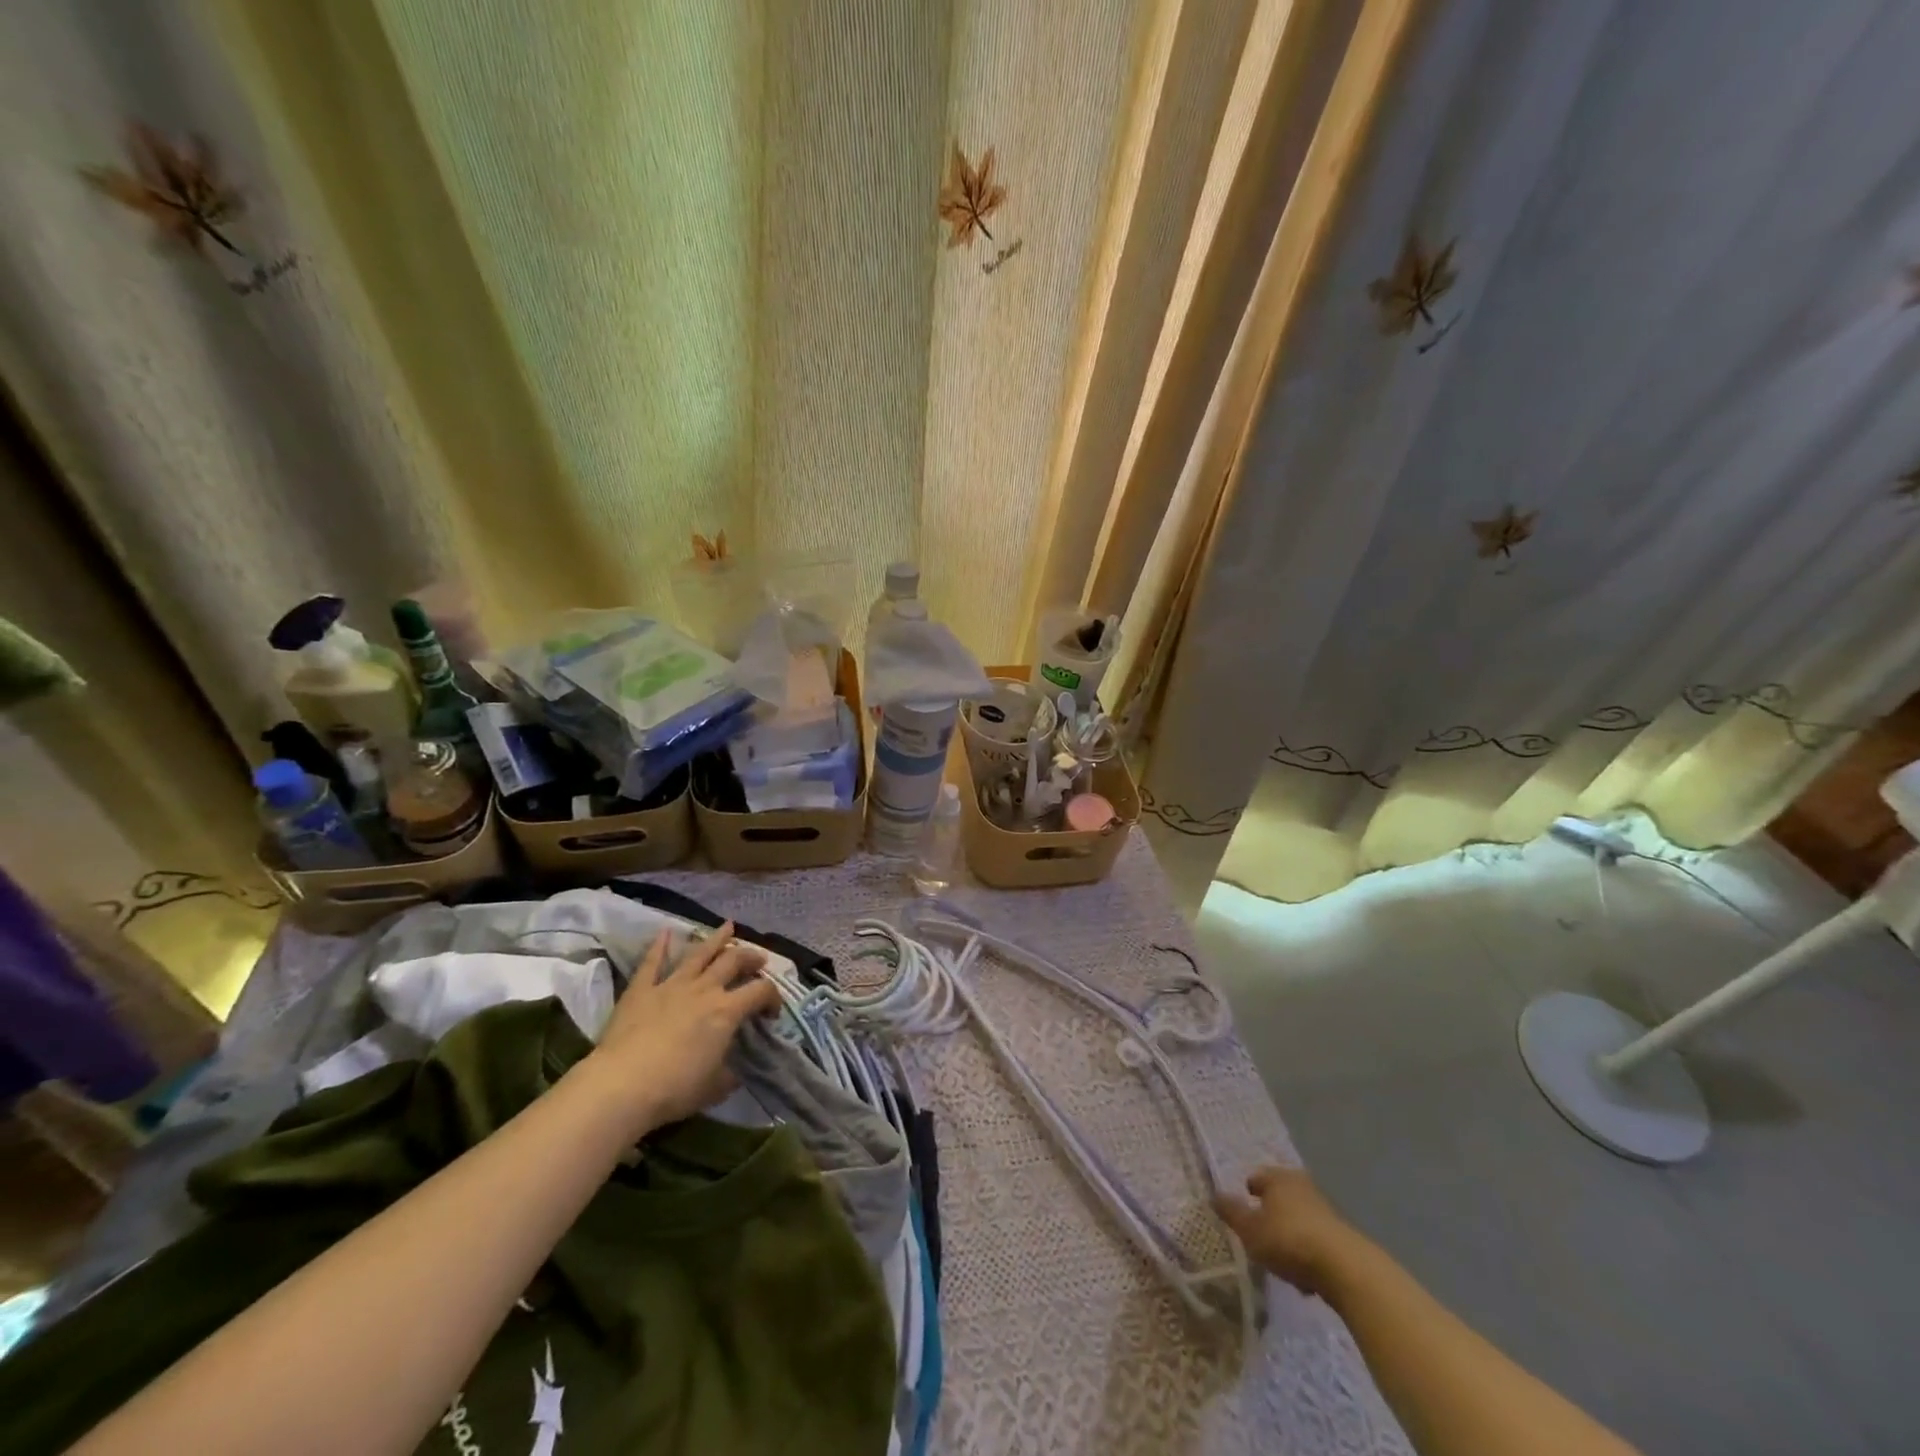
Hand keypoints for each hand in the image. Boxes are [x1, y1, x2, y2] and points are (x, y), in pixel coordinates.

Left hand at [577, 923, 781, 1134]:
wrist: (621, 1086)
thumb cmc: (674, 1089)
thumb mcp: (715, 1088)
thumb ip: (729, 1074)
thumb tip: (735, 1071)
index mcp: (727, 1011)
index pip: (761, 992)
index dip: (772, 997)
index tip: (771, 1012)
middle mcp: (704, 989)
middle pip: (733, 961)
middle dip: (750, 958)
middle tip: (758, 960)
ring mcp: (671, 985)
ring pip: (699, 953)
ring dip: (716, 939)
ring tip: (728, 927)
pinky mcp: (641, 990)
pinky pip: (652, 962)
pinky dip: (659, 946)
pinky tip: (665, 932)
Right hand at [1215, 1165, 1366, 1295]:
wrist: (1346, 1269)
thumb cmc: (1289, 1240)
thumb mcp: (1250, 1230)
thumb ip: (1231, 1212)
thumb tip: (1214, 1195)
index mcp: (1278, 1178)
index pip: (1257, 1177)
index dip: (1247, 1192)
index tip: (1242, 1210)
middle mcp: (1301, 1186)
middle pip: (1280, 1195)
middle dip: (1270, 1211)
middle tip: (1259, 1231)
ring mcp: (1325, 1210)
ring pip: (1299, 1217)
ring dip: (1290, 1231)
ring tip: (1281, 1256)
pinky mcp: (1342, 1235)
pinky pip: (1316, 1238)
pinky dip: (1308, 1249)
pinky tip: (1304, 1273)